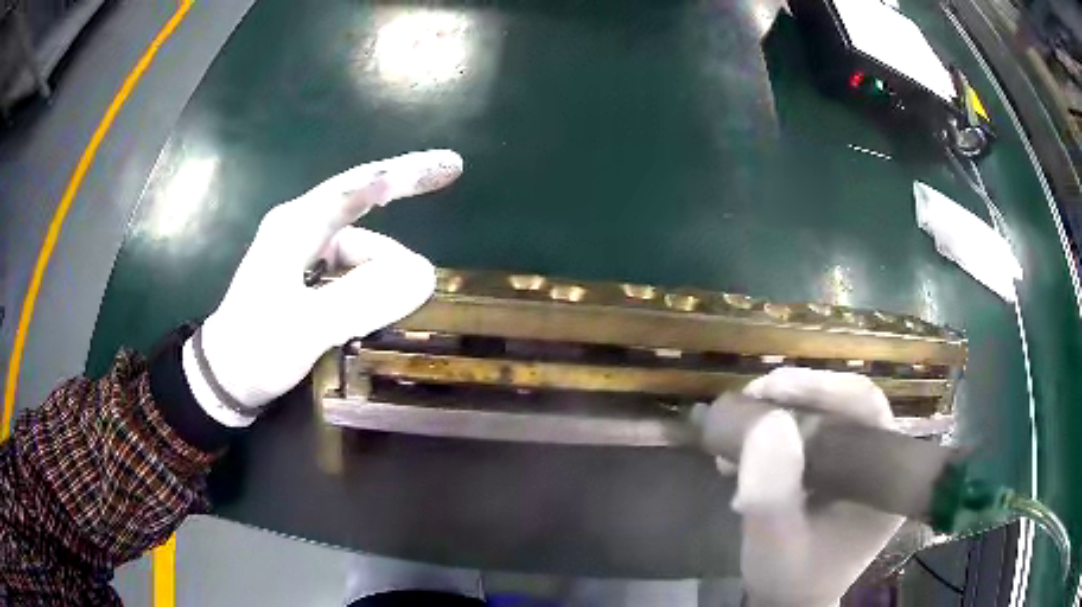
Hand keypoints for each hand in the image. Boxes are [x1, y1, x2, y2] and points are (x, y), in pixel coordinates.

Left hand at [182, 150, 463, 425]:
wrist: (224, 378)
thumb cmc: (257, 349)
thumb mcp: (307, 327)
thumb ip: (362, 300)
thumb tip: (423, 275)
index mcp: (295, 227)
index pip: (356, 188)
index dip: (404, 173)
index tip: (449, 166)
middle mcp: (300, 229)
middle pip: (363, 213)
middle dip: (397, 227)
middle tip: (434, 232)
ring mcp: (302, 252)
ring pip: (359, 250)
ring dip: (380, 275)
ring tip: (387, 314)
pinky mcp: (305, 276)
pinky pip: (350, 270)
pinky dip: (368, 286)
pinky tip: (372, 312)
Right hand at [727, 368, 903, 606]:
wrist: (789, 600)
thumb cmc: (789, 580)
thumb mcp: (774, 544)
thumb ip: (772, 492)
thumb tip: (769, 420)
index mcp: (885, 479)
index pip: (866, 409)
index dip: (821, 387)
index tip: (769, 389)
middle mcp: (880, 462)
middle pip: (846, 405)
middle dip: (794, 397)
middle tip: (748, 402)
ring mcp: (859, 464)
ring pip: (826, 415)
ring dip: (779, 414)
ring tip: (735, 431)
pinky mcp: (838, 469)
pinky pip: (811, 434)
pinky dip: (775, 434)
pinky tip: (742, 453)